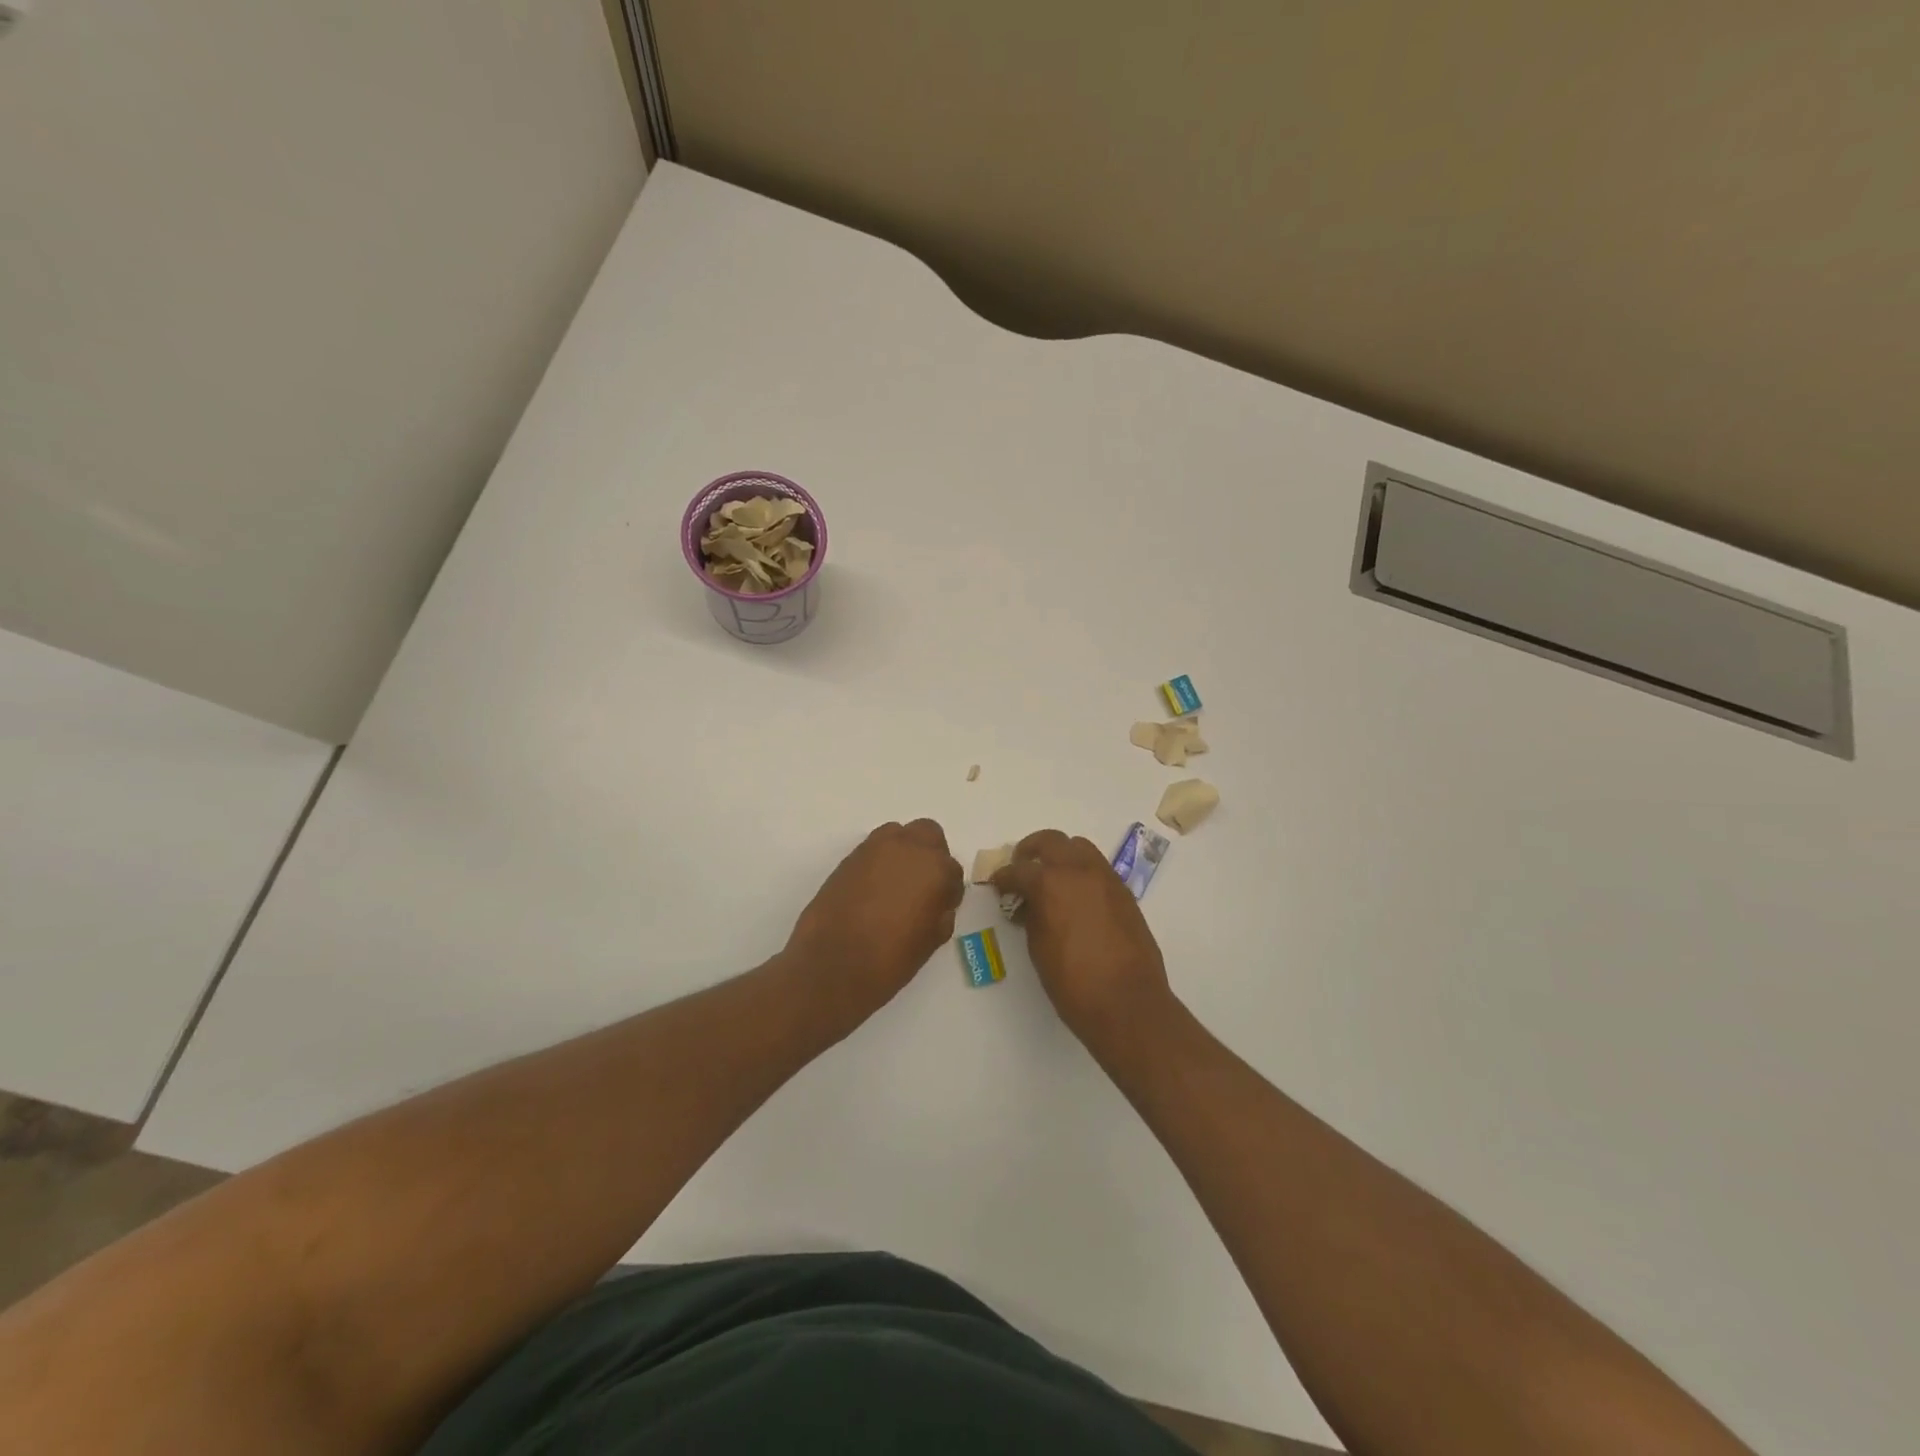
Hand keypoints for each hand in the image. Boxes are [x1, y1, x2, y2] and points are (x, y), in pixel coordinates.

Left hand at [783, 819, 964, 1022]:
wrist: (833, 964)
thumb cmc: (891, 958)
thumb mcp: (932, 939)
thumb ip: (941, 910)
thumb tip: (937, 901)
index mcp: (936, 868)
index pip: (953, 870)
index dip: (948, 891)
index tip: (940, 907)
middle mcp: (908, 848)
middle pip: (928, 835)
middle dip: (929, 856)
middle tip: (922, 887)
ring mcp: (875, 848)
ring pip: (898, 835)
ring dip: (903, 853)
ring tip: (894, 886)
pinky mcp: (849, 857)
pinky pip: (873, 850)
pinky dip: (878, 863)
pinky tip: (873, 891)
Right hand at [991, 829, 1177, 1049]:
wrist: (1128, 1002)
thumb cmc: (1073, 982)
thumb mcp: (1038, 948)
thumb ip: (1031, 915)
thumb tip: (1030, 904)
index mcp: (1051, 883)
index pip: (1019, 870)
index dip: (1003, 877)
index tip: (997, 884)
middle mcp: (1079, 871)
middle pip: (1051, 841)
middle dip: (1031, 851)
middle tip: (1021, 867)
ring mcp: (1106, 878)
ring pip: (1079, 847)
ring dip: (1061, 855)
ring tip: (1051, 877)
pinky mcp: (1124, 892)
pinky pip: (1098, 868)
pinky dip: (1082, 871)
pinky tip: (1075, 895)